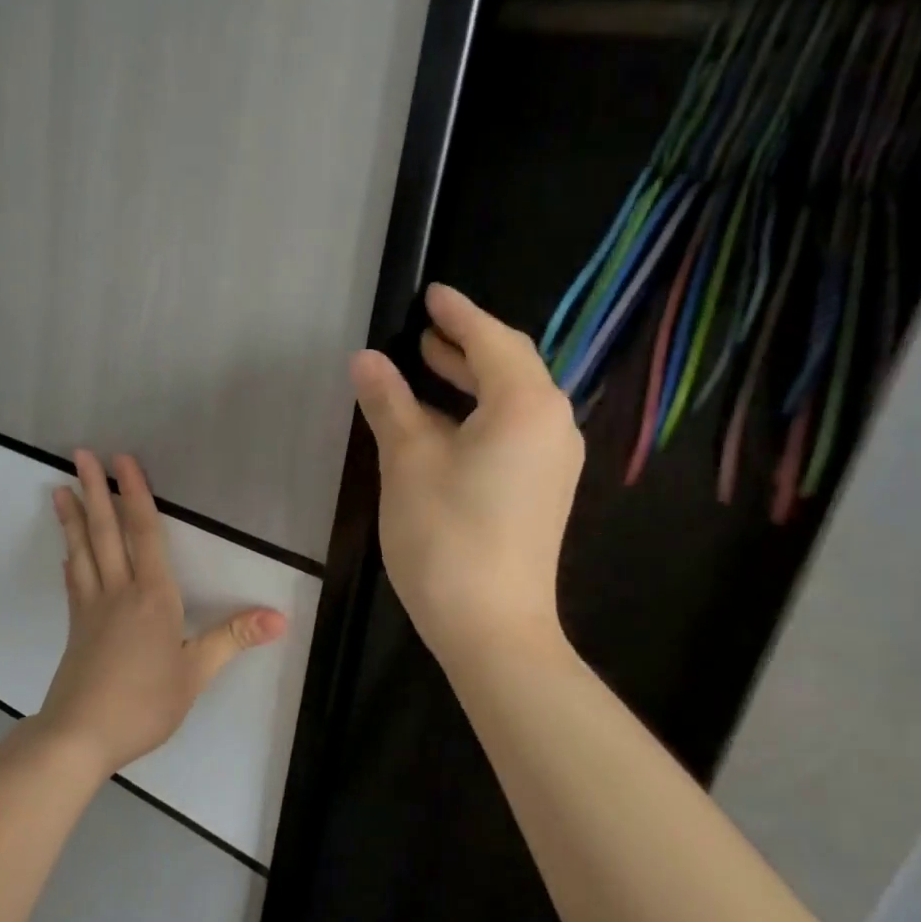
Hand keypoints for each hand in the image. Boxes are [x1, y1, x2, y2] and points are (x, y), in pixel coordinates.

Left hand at [39, 449, 287, 777]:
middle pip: (106, 532)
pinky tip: (68, 551)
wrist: (80, 736)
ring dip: (73, 517)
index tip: (122, 461)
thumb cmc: (145, 703)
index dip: (136, 494)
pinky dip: (71, 558)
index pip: (145, 533)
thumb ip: (233, 638)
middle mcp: (119, 591)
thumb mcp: (196, 674)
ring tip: (59, 489)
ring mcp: (92, 607)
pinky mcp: (76, 627)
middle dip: (96, 491)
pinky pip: (74, 581)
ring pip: (83, 551)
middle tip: (80, 455)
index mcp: (153, 596)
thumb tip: (280, 616)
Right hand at [350, 284, 583, 666]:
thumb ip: (390, 403)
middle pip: (511, 366)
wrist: (493, 628)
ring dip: (471, 379)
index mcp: (526, 405)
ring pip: (513, 400)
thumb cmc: (446, 535)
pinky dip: (480, 412)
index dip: (458, 314)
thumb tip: (367, 359)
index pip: (492, 340)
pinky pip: (515, 429)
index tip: (431, 293)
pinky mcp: (543, 490)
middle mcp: (553, 424)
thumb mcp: (407, 461)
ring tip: (428, 365)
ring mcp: (554, 460)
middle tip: (425, 328)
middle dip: (466, 344)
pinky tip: (445, 421)